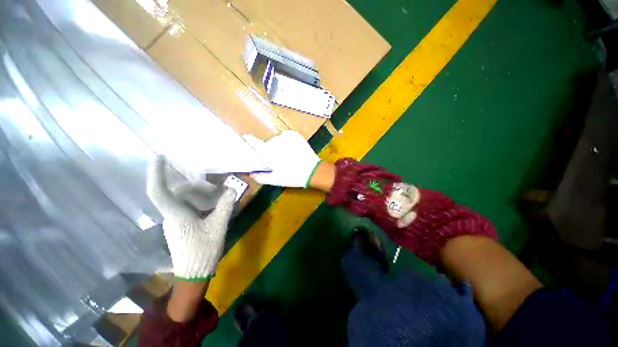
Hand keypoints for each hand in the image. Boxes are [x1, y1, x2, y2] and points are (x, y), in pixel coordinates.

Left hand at [147, 155, 235, 280]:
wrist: (194, 273)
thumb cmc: (203, 250)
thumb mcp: (218, 226)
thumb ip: (225, 206)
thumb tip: (232, 189)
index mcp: (176, 215)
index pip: (159, 191)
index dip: (157, 172)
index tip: (159, 155)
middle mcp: (171, 215)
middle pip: (179, 191)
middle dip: (198, 186)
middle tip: (218, 189)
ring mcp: (175, 220)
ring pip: (184, 199)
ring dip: (201, 194)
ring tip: (219, 196)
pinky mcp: (181, 224)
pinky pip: (188, 206)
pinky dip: (201, 202)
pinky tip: (214, 205)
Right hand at [242, 130, 319, 187]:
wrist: (312, 171)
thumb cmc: (292, 176)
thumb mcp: (275, 180)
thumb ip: (260, 177)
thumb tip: (251, 174)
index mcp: (268, 152)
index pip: (254, 142)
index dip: (249, 140)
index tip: (245, 138)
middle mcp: (275, 141)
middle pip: (268, 144)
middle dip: (270, 151)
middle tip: (278, 160)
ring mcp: (286, 137)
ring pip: (278, 140)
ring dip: (279, 146)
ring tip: (287, 155)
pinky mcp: (295, 135)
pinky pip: (287, 135)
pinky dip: (287, 140)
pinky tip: (292, 148)